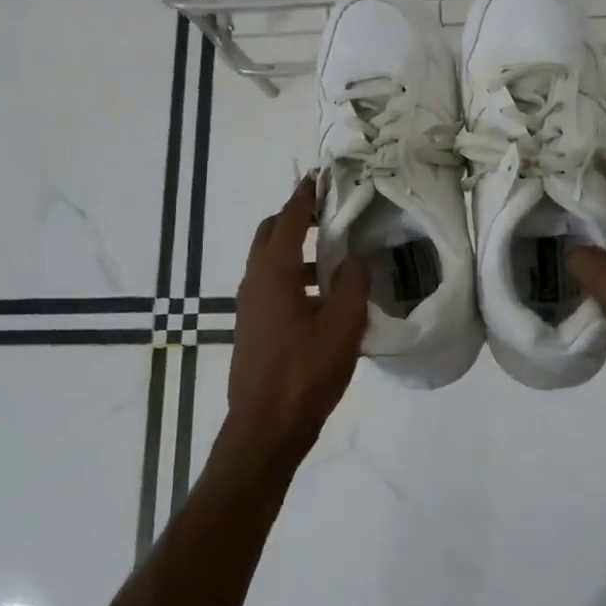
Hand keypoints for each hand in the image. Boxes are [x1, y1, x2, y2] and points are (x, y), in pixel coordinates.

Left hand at [223, 178, 369, 471]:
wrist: (265, 427)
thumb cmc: (305, 372)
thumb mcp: (342, 326)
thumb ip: (352, 285)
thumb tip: (356, 257)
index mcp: (274, 273)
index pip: (289, 219)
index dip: (304, 196)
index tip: (319, 177)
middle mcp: (255, 281)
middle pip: (270, 234)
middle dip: (296, 218)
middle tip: (329, 214)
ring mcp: (249, 305)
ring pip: (268, 261)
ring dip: (295, 250)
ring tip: (333, 257)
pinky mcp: (252, 326)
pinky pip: (270, 285)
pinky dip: (292, 276)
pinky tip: (321, 298)